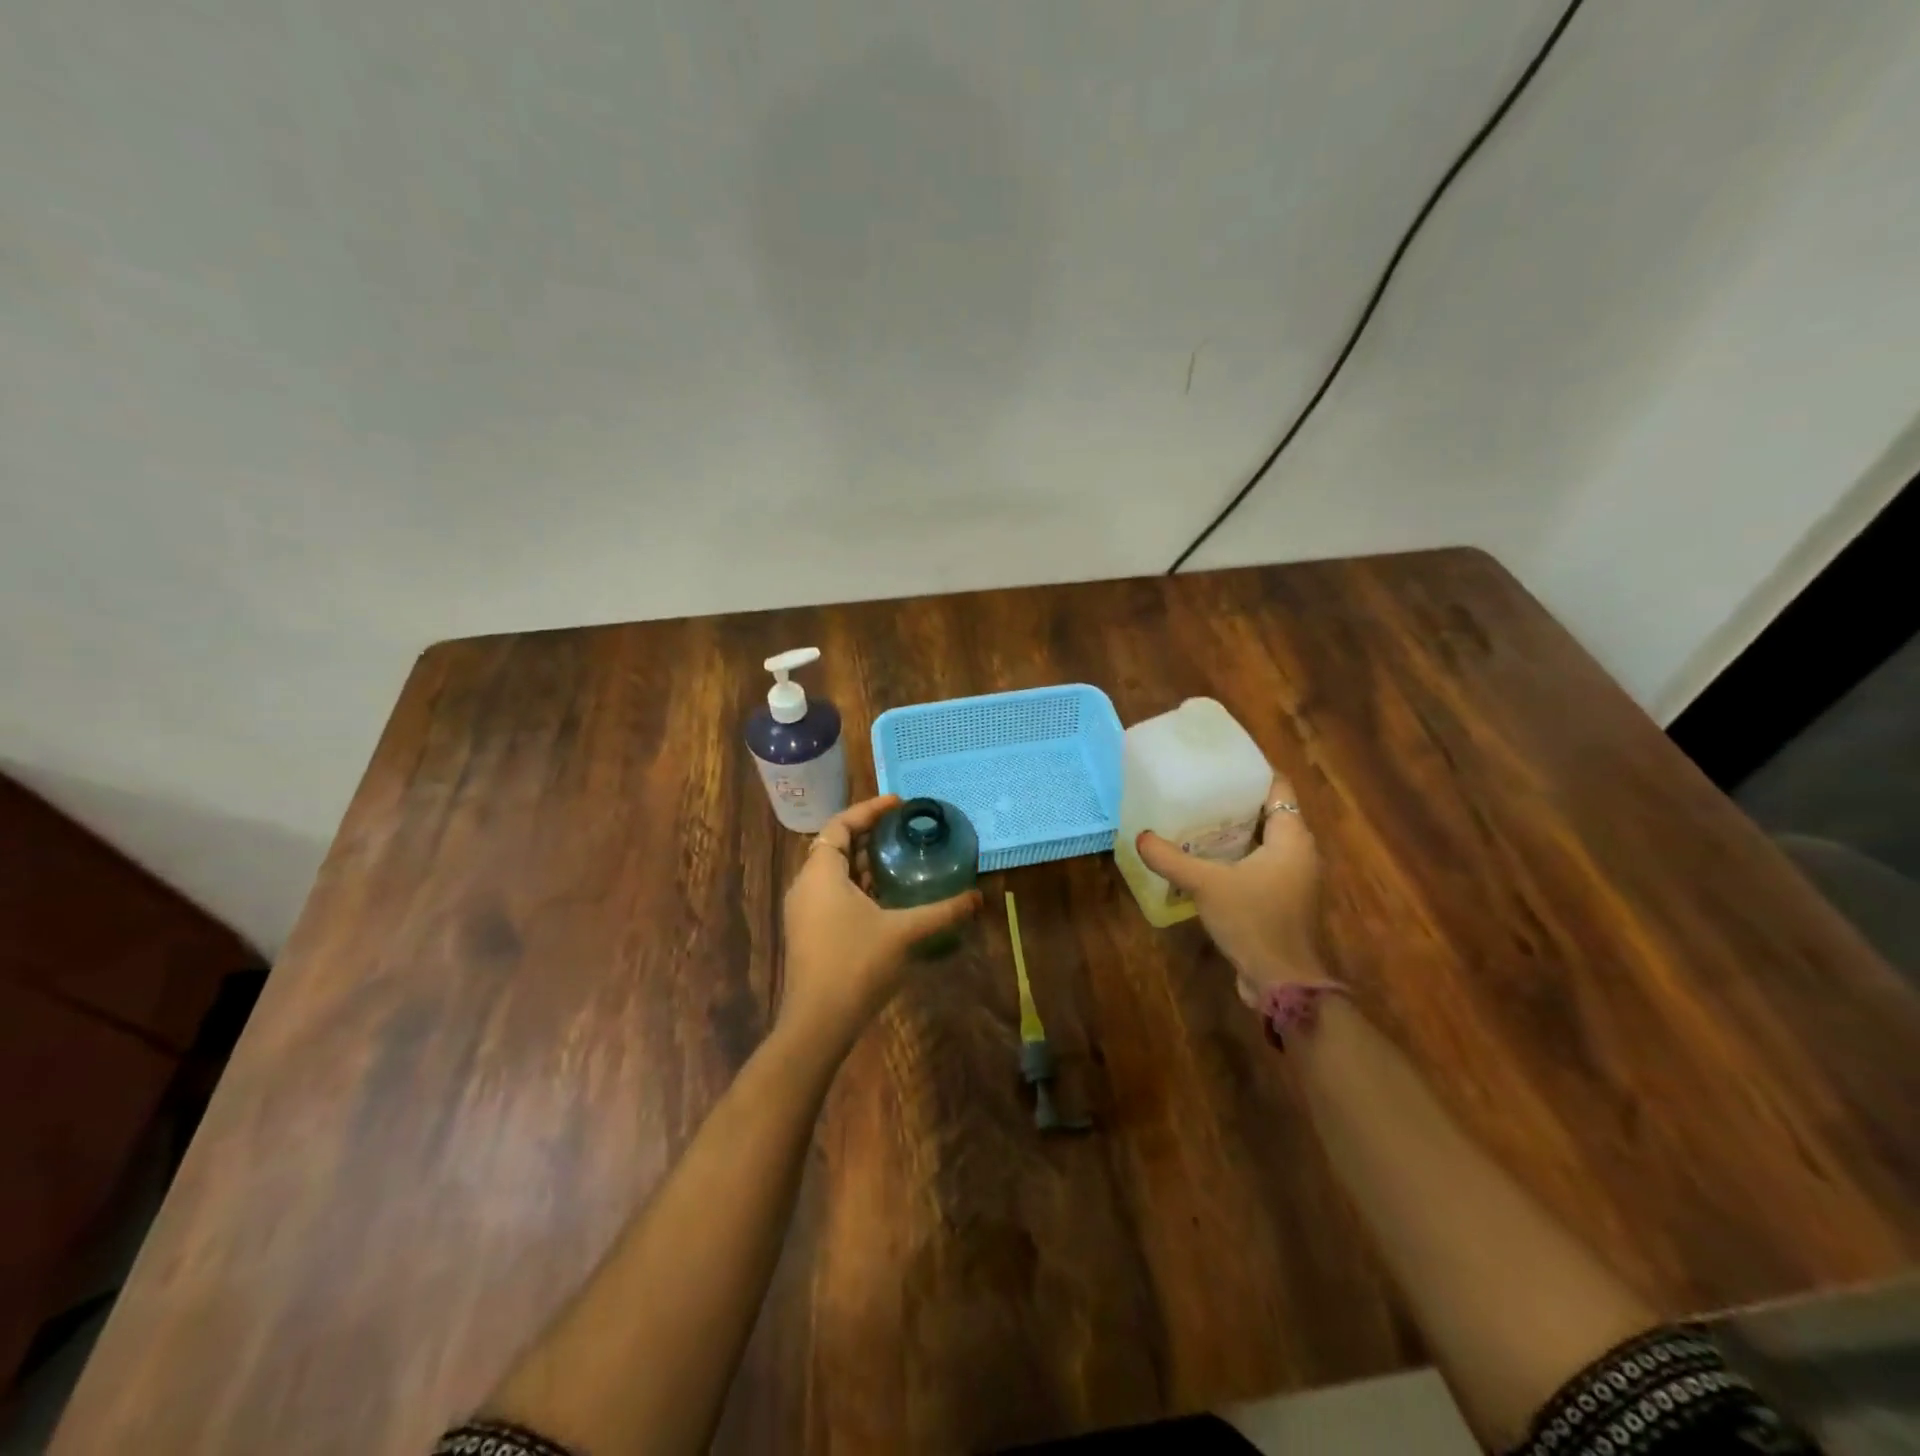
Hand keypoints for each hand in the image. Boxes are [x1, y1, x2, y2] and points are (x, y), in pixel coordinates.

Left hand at [779, 794, 982, 1047]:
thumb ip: (941, 911)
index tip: (898, 804)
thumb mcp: (903, 932)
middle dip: (868, 834)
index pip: (840, 825)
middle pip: (836, 845)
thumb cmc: (856, 965)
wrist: (818, 1023)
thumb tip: (978, 897)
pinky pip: (832, 893)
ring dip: (863, 862)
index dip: (868, 810)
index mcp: (821, 873)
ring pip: (834, 872)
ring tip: (899, 856)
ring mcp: (804, 910)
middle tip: (902, 828)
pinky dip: (857, 884)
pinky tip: (886, 895)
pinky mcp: (809, 931)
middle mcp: (806, 885)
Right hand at [1135, 773, 1325, 1005]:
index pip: (1277, 787)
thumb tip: (1140, 836)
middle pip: (1269, 812)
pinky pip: (1260, 865)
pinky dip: (1237, 857)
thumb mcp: (1206, 884)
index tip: (1219, 762)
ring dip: (1235, 831)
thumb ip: (1171, 858)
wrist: (1281, 981)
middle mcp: (1300, 852)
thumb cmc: (1253, 920)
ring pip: (1263, 841)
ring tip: (1196, 818)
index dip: (1251, 771)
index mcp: (1292, 837)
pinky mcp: (1283, 900)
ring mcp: (1294, 878)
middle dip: (1236, 801)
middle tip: (1198, 789)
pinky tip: (1205, 859)